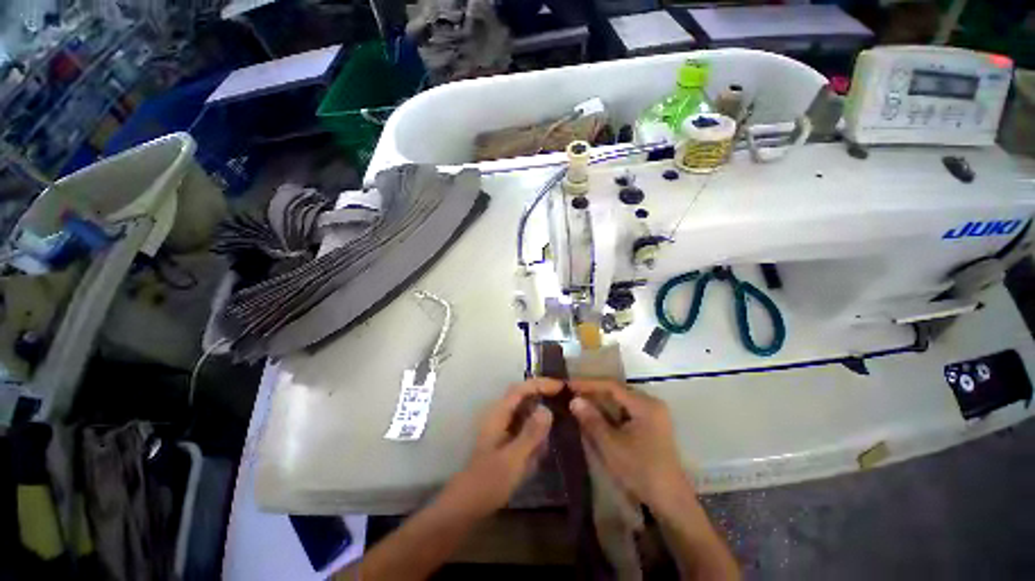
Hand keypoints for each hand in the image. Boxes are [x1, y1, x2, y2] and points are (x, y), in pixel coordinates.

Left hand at [441, 378, 562, 517]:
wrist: (467, 506)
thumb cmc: (489, 481)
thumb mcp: (513, 458)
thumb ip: (530, 434)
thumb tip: (547, 409)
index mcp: (499, 414)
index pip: (521, 389)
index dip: (541, 384)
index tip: (561, 387)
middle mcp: (500, 416)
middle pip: (523, 396)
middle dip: (542, 394)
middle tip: (563, 399)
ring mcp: (501, 428)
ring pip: (524, 410)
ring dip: (539, 412)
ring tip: (558, 418)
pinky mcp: (505, 440)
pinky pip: (524, 427)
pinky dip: (535, 429)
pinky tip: (544, 442)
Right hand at [568, 379, 691, 509]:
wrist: (671, 502)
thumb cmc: (641, 471)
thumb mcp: (611, 445)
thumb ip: (592, 420)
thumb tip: (574, 400)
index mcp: (644, 404)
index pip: (611, 386)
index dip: (588, 384)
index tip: (568, 385)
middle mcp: (651, 403)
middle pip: (617, 391)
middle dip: (593, 391)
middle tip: (571, 393)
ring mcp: (653, 414)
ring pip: (621, 401)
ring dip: (601, 401)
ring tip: (579, 401)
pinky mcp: (652, 425)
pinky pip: (626, 411)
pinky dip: (610, 411)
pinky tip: (596, 415)